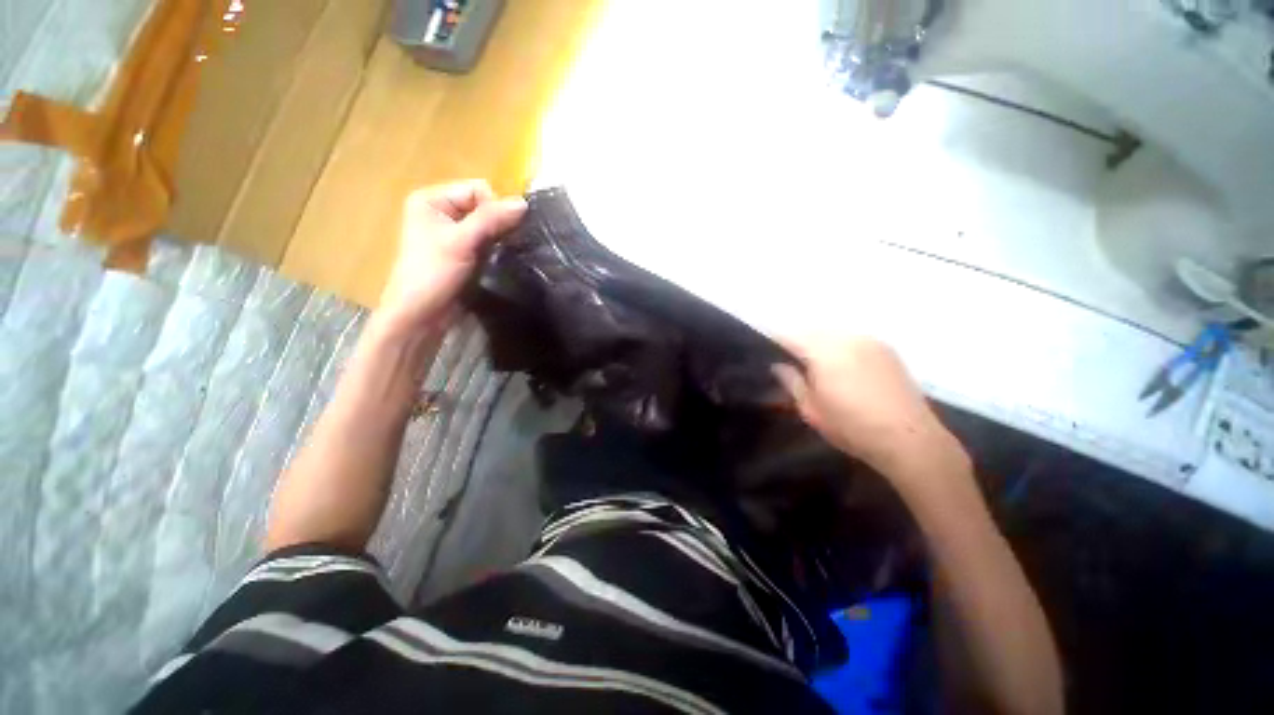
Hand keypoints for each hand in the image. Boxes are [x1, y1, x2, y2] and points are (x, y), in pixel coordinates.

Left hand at [376, 180, 526, 339]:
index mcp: (432, 200)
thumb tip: (524, 203)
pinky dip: (498, 248)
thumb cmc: (434, 274)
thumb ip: (491, 219)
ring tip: (501, 254)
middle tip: (502, 245)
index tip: (499, 232)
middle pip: (484, 207)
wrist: (423, 314)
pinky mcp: (464, 252)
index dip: (494, 208)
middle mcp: (442, 212)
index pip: (477, 190)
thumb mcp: (462, 242)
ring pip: (489, 225)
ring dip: (500, 237)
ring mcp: (453, 233)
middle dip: (498, 223)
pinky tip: (500, 259)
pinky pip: (488, 241)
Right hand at [773, 337, 969, 489]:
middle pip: (812, 330)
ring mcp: (869, 341)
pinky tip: (841, 363)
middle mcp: (846, 338)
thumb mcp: (811, 409)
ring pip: (833, 332)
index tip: (766, 349)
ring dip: (819, 341)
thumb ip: (791, 382)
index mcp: (823, 352)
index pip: (790, 336)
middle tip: (788, 358)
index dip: (774, 340)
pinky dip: (840, 345)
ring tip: (814, 361)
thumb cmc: (852, 427)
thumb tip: (777, 365)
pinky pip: (852, 338)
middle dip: (797, 340)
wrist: (909, 439)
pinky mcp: (886, 349)